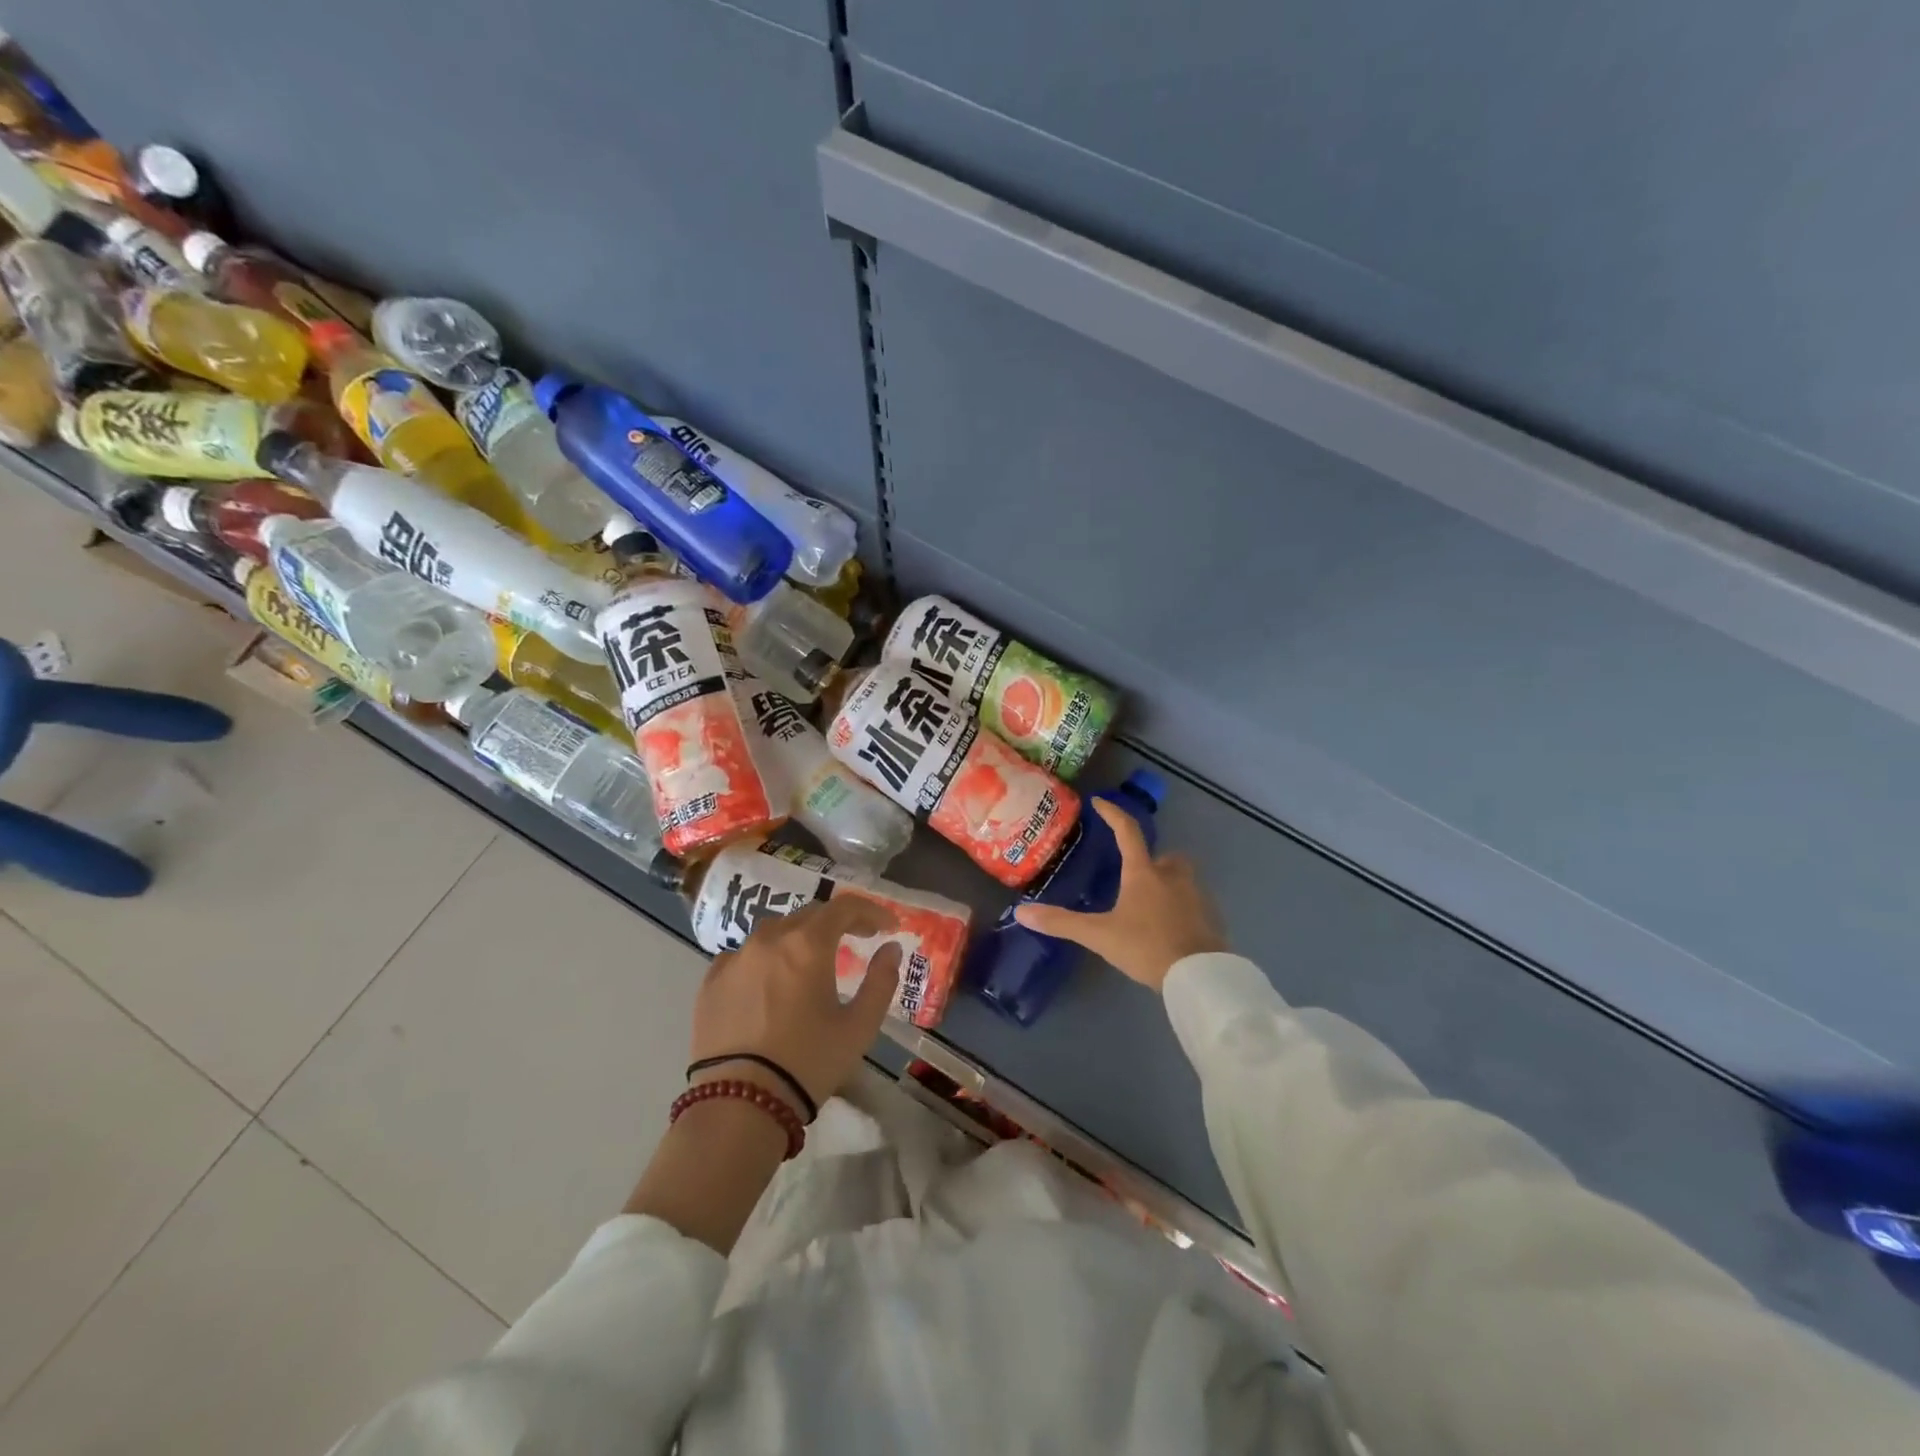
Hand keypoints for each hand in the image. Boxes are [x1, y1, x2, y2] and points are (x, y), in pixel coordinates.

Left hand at [688, 896, 902, 1110]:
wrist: (739, 1103)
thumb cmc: (808, 1063)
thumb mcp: (859, 1027)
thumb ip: (881, 981)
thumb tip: (891, 948)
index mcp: (808, 944)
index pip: (845, 907)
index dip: (871, 911)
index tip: (888, 927)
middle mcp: (770, 939)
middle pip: (810, 914)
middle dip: (838, 922)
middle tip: (857, 940)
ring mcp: (735, 958)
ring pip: (774, 931)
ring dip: (800, 937)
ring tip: (811, 960)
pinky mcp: (711, 981)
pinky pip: (744, 955)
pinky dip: (765, 958)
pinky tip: (770, 981)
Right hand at [1014, 798, 1226, 990]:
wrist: (1199, 976)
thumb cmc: (1146, 947)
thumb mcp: (1099, 935)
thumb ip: (1061, 923)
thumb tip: (1021, 912)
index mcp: (1143, 873)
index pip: (1127, 831)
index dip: (1112, 814)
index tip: (1100, 802)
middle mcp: (1172, 876)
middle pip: (1164, 856)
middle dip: (1150, 860)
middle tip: (1133, 874)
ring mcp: (1197, 896)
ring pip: (1181, 878)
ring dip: (1167, 883)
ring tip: (1149, 905)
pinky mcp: (1211, 918)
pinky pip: (1194, 903)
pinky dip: (1181, 908)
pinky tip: (1169, 927)